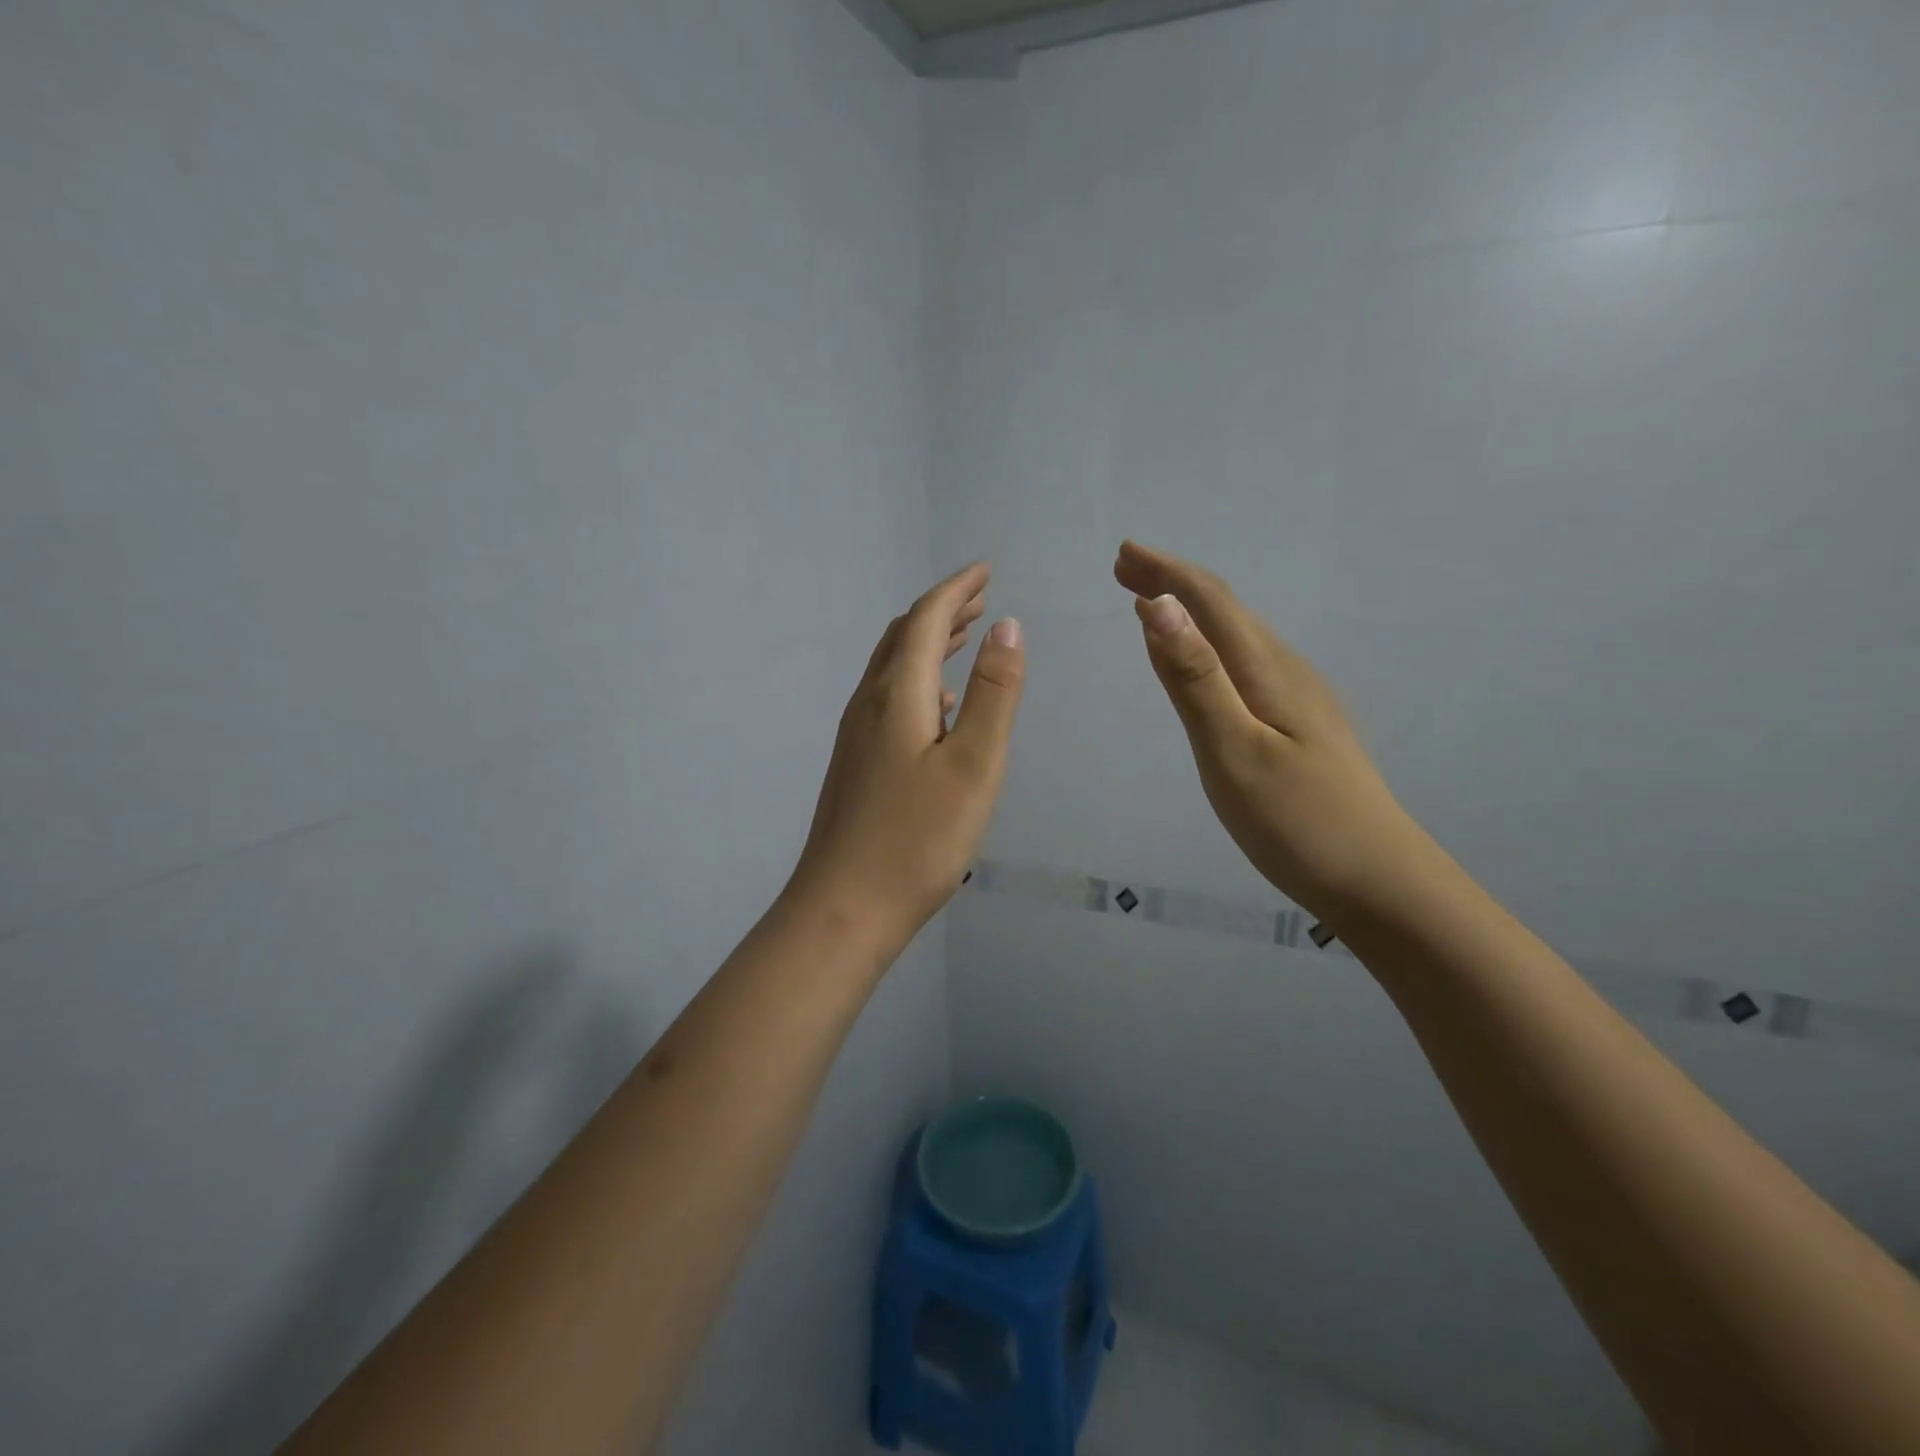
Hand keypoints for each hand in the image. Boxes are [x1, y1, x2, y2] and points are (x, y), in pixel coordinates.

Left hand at [790, 562, 1025, 955]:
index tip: (986, 571)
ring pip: (892, 669)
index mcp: (897, 694)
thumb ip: (993, 693)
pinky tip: (937, 704)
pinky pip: (887, 699)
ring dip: (928, 643)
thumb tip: (1007, 627)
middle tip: (980, 598)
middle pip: (902, 638)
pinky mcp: (855, 764)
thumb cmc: (917, 838)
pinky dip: (917, 680)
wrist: (844, 907)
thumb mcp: (973, 763)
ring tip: (964, 636)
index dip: (957, 590)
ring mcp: (856, 736)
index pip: (925, 619)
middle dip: (942, 611)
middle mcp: (868, 704)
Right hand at [1114, 540, 1424, 921]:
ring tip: (1152, 603)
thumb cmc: (1297, 820)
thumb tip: (1157, 604)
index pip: (1211, 602)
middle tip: (1124, 569)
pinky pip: (1246, 662)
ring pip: (1238, 635)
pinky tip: (1204, 661)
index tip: (1122, 554)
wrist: (1377, 880)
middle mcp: (1286, 671)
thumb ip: (1194, 678)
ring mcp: (1299, 698)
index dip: (1165, 573)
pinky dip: (1211, 644)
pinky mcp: (1300, 723)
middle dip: (1173, 582)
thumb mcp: (1232, 750)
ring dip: (1192, 611)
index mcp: (1267, 670)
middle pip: (1225, 610)